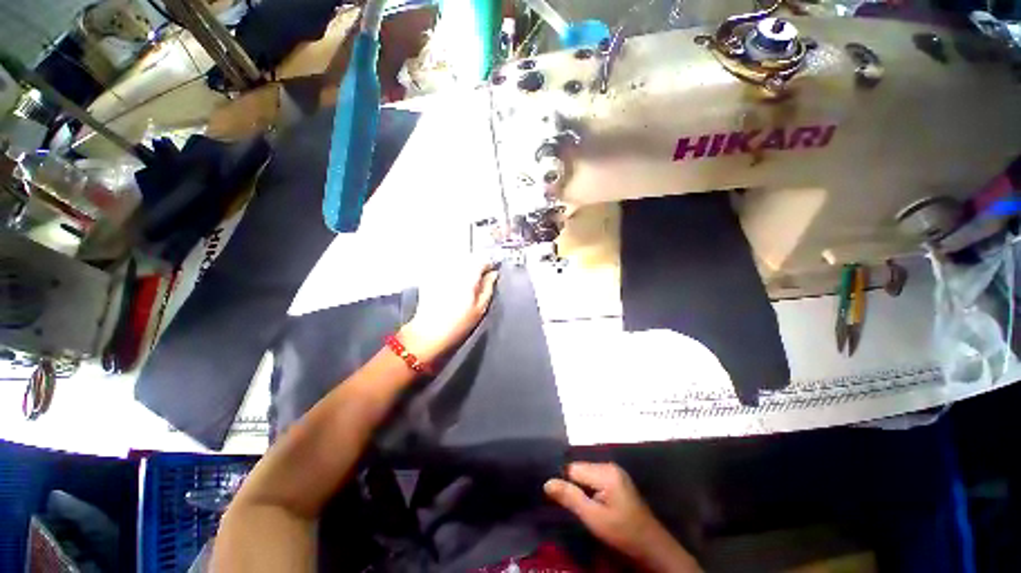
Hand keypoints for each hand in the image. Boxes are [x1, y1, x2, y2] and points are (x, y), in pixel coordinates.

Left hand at [398, 261, 498, 364]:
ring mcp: (440, 271)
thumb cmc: (458, 324)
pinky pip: (444, 267)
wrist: (429, 333)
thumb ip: (488, 287)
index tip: (491, 273)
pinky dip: (450, 271)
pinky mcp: (429, 276)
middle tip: (479, 279)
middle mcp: (453, 269)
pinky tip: (451, 285)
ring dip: (463, 267)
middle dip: (475, 265)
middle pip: (469, 258)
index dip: (489, 265)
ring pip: (457, 261)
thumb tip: (493, 274)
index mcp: (468, 276)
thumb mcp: (480, 308)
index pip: (483, 260)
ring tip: (465, 282)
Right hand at [545, 463, 699, 572]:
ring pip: (586, 475)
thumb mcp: (594, 518)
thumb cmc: (622, 533)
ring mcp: (615, 473)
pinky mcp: (617, 481)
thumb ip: (570, 498)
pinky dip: (589, 490)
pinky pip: (595, 479)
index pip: (573, 468)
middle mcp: (610, 466)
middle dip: (573, 486)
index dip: (564, 483)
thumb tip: (547, 482)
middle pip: (580, 470)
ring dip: (581, 489)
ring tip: (580, 507)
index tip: (558, 500)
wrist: (652, 547)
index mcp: (605, 471)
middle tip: (572, 507)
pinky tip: (591, 505)